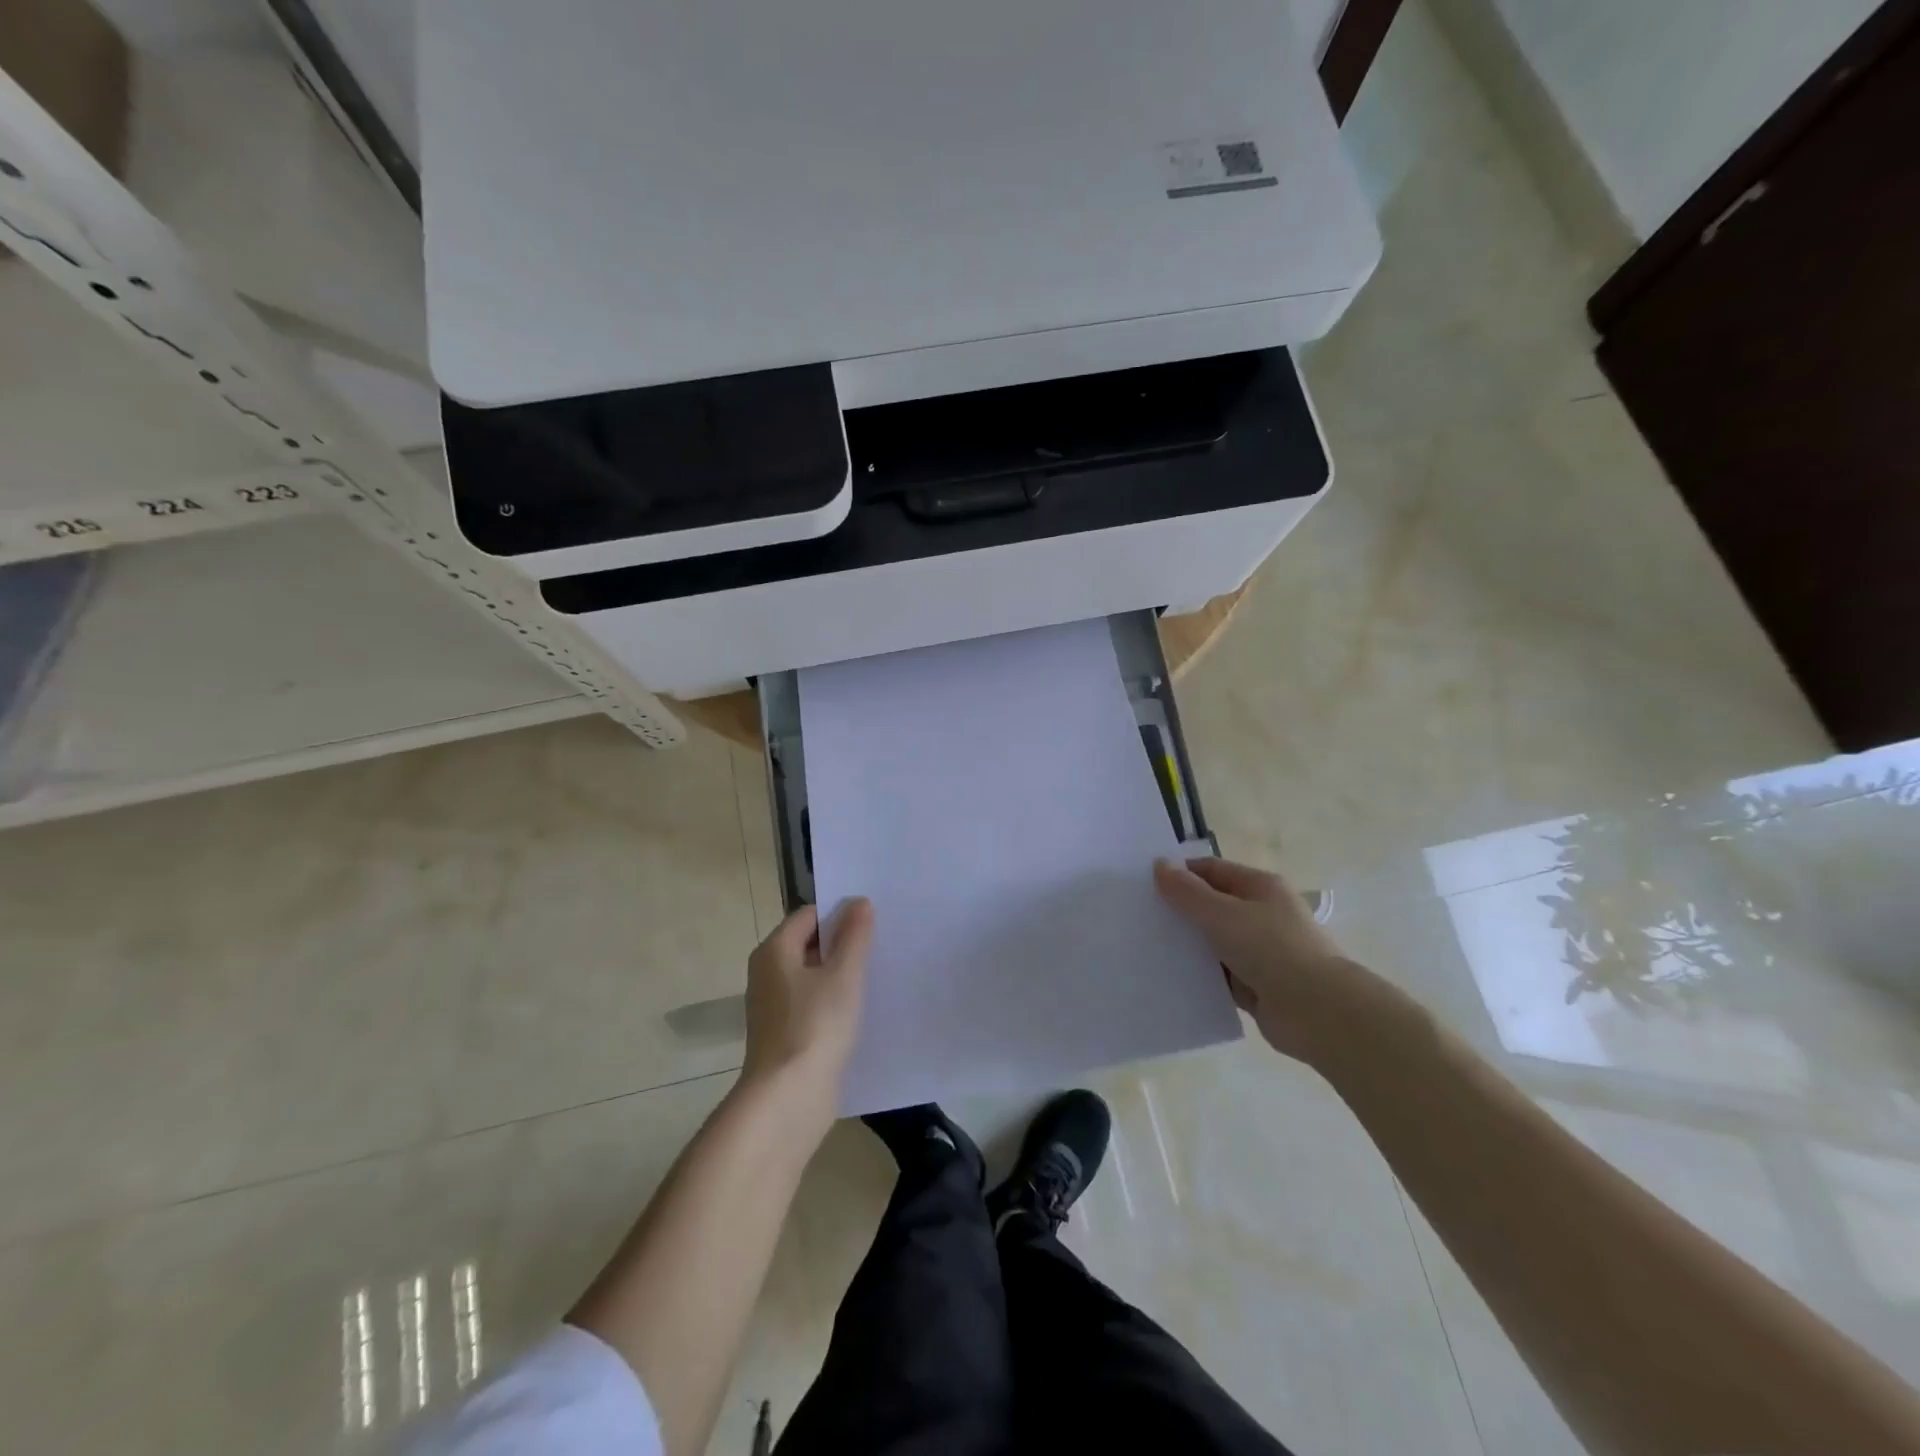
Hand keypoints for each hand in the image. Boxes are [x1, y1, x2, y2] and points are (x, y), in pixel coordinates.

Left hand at [740, 899, 873, 1118]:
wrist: (788, 1099)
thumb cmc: (815, 1026)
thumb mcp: (843, 975)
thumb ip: (854, 936)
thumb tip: (859, 902)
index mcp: (774, 951)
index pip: (809, 915)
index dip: (840, 913)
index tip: (873, 921)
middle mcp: (767, 973)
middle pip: (809, 944)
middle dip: (843, 943)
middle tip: (880, 944)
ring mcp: (774, 1006)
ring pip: (812, 976)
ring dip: (840, 973)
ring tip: (877, 974)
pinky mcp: (785, 1034)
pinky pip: (812, 1003)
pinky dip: (833, 1001)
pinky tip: (861, 1009)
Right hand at [1155, 856, 1389, 1064]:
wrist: (1318, 1012)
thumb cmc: (1271, 949)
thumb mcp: (1222, 914)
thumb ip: (1188, 892)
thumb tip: (1159, 864)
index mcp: (1260, 887)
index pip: (1212, 870)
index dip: (1180, 874)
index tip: (1144, 885)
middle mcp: (1262, 914)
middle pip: (1212, 905)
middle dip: (1180, 911)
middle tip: (1140, 917)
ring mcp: (1261, 951)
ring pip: (1214, 942)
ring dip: (1188, 946)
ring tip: (1147, 947)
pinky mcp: (1257, 985)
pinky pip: (1220, 974)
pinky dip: (1201, 975)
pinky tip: (1171, 977)